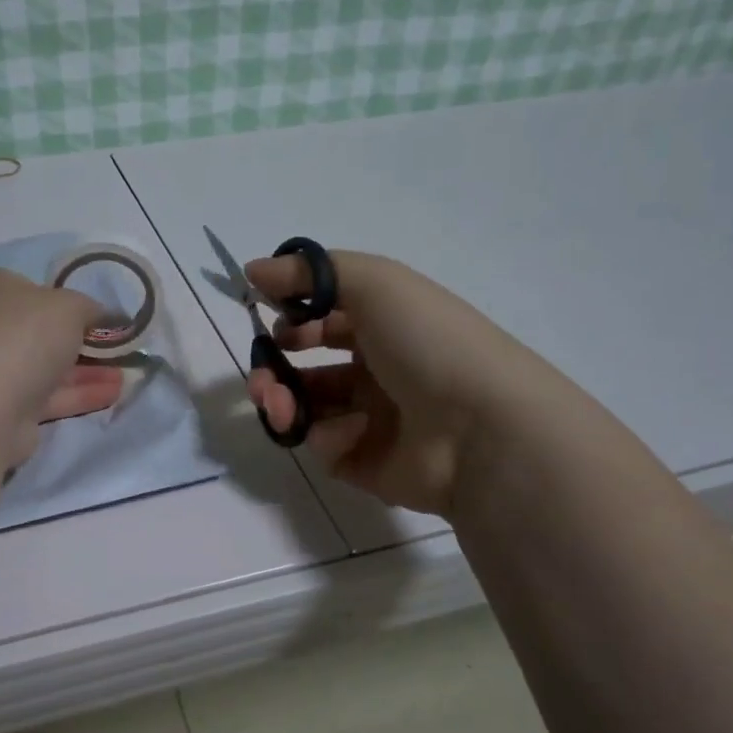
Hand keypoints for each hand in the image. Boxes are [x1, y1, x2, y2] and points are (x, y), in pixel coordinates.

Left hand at [0, 267, 122, 464]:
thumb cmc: (22, 337)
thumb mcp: (69, 306)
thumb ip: (92, 308)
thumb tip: (109, 316)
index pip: (28, 289)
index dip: (65, 301)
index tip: (98, 316)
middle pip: (37, 331)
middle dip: (81, 341)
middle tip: (116, 348)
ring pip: (43, 367)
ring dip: (85, 371)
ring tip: (127, 375)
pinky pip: (44, 396)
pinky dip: (77, 393)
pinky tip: (112, 394)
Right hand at [243, 250, 562, 517]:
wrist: (480, 428)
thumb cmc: (428, 342)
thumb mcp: (373, 282)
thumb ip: (307, 272)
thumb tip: (251, 269)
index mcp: (384, 327)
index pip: (325, 320)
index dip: (291, 320)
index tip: (269, 323)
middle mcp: (376, 371)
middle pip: (306, 369)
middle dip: (271, 370)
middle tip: (261, 378)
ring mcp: (371, 420)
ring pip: (306, 409)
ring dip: (282, 402)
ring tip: (278, 405)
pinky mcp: (365, 463)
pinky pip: (326, 446)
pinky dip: (329, 437)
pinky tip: (351, 433)